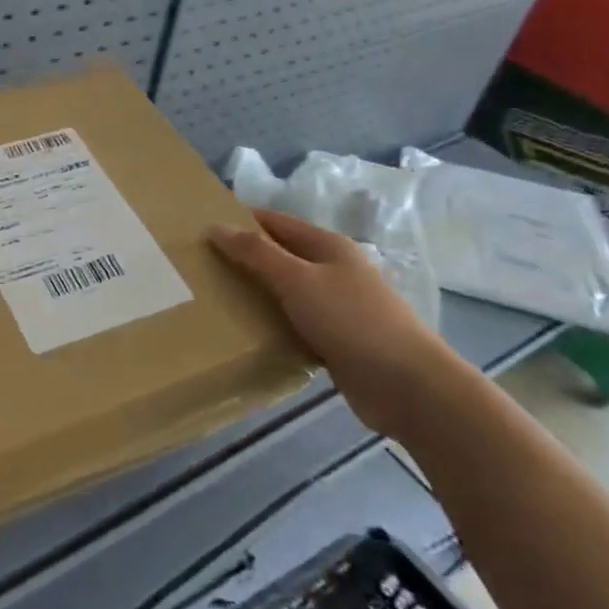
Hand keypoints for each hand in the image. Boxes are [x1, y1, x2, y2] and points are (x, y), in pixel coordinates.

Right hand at [209, 209, 464, 436]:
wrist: (408, 386)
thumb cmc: (352, 321)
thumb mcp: (298, 280)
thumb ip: (255, 253)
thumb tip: (214, 227)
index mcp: (327, 246)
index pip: (274, 222)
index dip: (240, 221)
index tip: (200, 229)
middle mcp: (332, 270)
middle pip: (279, 256)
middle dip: (243, 259)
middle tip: (199, 267)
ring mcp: (336, 306)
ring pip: (285, 292)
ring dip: (255, 294)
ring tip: (212, 298)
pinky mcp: (336, 340)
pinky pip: (293, 323)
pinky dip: (271, 324)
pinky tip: (246, 332)